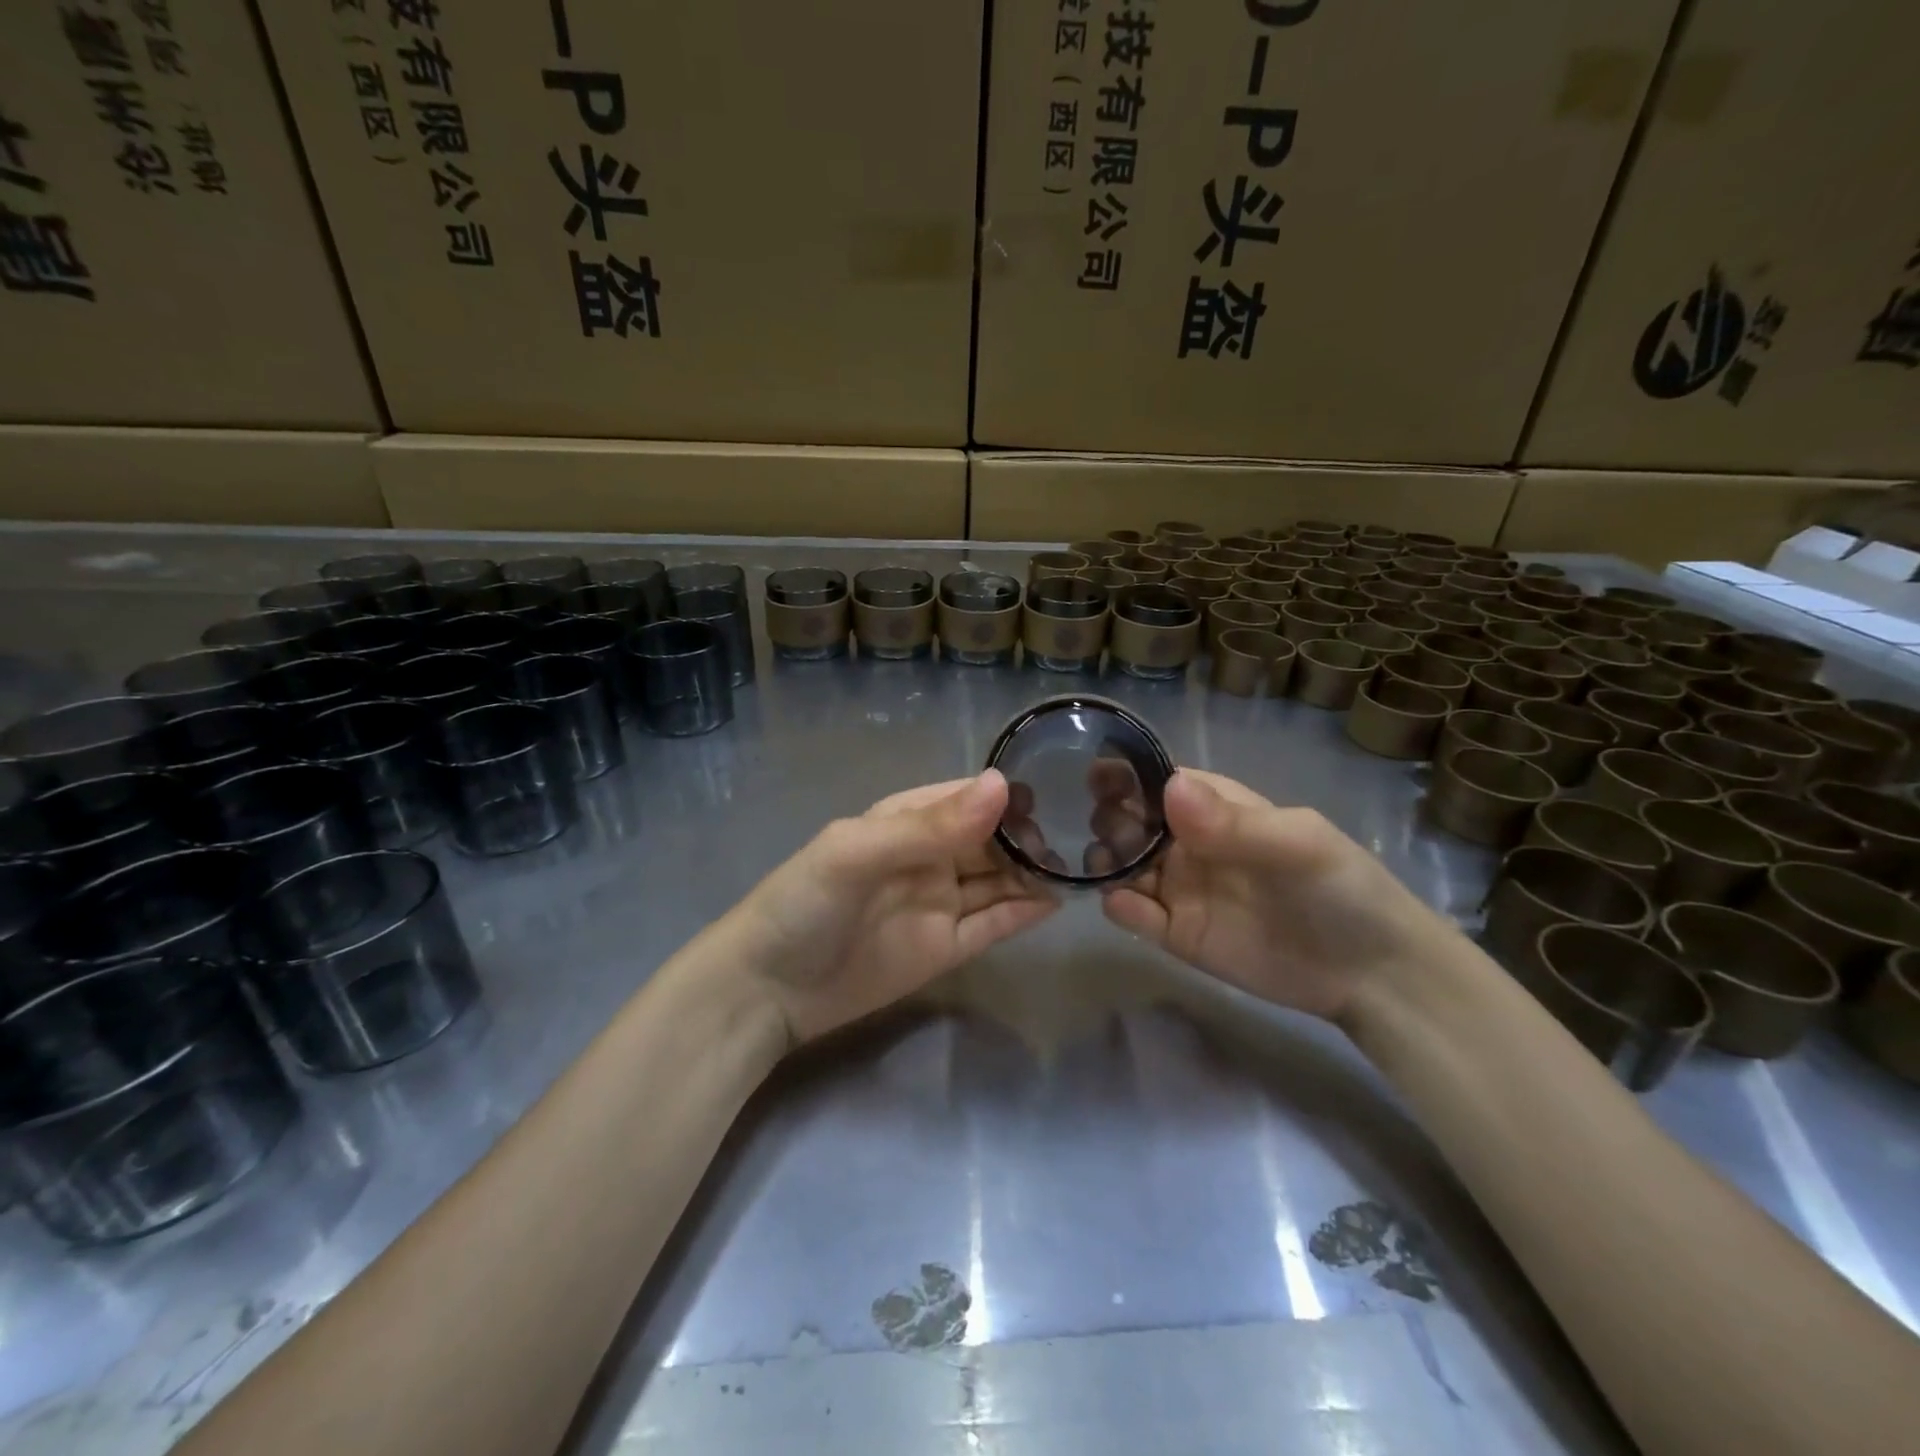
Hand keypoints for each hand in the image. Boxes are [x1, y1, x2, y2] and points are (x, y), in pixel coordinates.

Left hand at [720, 770, 1057, 1044]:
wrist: (767, 990)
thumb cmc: (803, 904)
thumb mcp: (858, 853)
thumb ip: (930, 826)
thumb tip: (1002, 786)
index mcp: (905, 820)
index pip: (967, 798)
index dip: (1008, 797)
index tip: (1055, 798)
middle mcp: (928, 856)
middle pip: (990, 839)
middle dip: (1028, 837)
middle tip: (1073, 840)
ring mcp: (939, 903)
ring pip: (998, 880)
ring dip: (1032, 873)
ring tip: (1077, 868)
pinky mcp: (946, 948)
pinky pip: (992, 923)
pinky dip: (1022, 913)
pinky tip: (1055, 902)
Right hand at [1100, 768, 1453, 1023]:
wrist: (1370, 974)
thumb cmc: (1340, 888)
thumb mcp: (1297, 844)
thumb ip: (1232, 821)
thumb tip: (1169, 786)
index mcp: (1215, 808)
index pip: (1157, 781)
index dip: (1126, 776)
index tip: (1098, 777)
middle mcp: (1188, 843)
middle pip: (1130, 820)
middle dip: (1111, 818)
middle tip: (1114, 830)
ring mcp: (1179, 889)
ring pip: (1122, 865)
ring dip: (1106, 860)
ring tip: (1111, 866)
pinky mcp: (1176, 935)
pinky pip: (1134, 915)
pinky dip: (1119, 906)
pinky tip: (1124, 904)